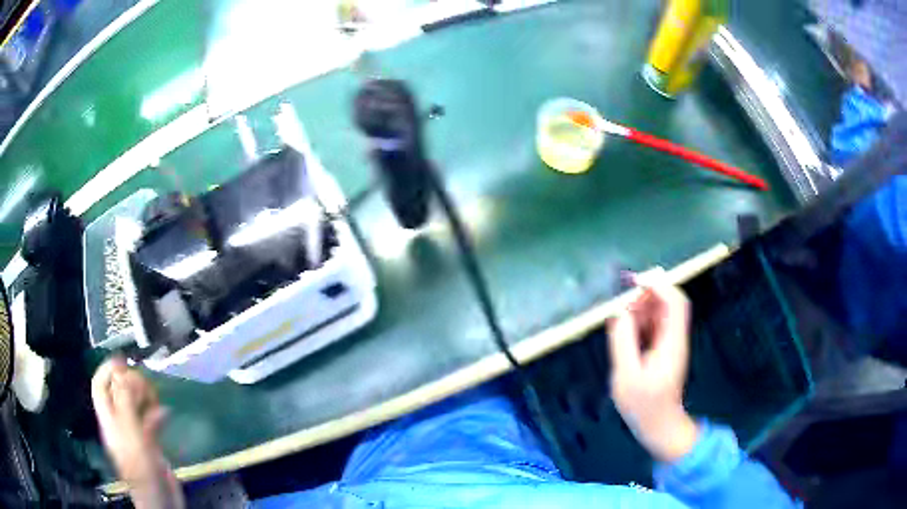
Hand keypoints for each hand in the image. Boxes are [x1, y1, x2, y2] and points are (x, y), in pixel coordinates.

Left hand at [91, 358, 183, 508]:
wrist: (160, 499)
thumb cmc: (141, 466)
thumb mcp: (130, 432)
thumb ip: (125, 401)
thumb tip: (124, 373)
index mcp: (109, 419)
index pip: (99, 385)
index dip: (108, 369)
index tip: (124, 360)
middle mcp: (118, 422)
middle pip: (118, 392)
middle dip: (130, 382)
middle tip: (146, 383)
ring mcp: (134, 433)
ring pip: (134, 405)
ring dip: (144, 396)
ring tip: (156, 396)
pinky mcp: (149, 443)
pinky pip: (149, 421)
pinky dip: (156, 413)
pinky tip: (165, 413)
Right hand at [607, 272, 698, 462]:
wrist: (660, 426)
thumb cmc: (643, 405)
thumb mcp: (626, 376)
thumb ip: (623, 341)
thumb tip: (619, 312)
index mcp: (672, 342)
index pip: (674, 302)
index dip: (657, 285)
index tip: (633, 282)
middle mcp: (675, 337)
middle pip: (668, 302)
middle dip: (646, 295)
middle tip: (622, 306)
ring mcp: (671, 343)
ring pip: (661, 313)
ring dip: (641, 309)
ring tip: (621, 321)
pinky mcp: (664, 350)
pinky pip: (655, 325)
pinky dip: (641, 322)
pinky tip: (626, 332)